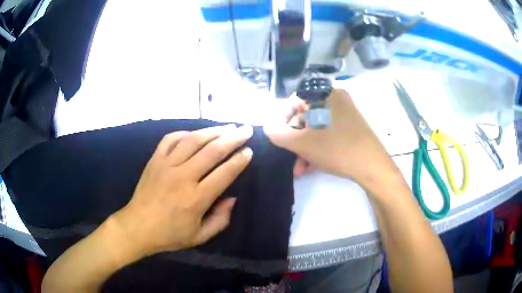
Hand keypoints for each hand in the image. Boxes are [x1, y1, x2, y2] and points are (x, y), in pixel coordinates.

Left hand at [114, 124, 252, 255]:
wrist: (137, 227)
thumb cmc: (169, 234)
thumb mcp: (200, 236)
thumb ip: (220, 220)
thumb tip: (232, 198)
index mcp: (196, 199)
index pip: (224, 173)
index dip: (239, 161)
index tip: (249, 151)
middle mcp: (183, 177)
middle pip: (212, 151)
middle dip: (233, 138)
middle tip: (246, 130)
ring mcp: (166, 165)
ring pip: (193, 140)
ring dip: (213, 131)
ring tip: (227, 126)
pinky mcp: (155, 160)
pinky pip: (171, 139)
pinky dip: (185, 133)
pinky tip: (196, 133)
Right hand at [265, 89, 398, 189]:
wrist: (373, 167)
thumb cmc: (337, 149)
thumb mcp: (302, 143)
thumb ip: (279, 133)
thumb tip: (267, 126)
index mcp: (325, 95)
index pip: (294, 100)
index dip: (282, 118)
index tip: (277, 137)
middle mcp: (335, 99)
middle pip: (305, 116)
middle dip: (294, 140)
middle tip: (288, 157)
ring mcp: (346, 112)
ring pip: (317, 127)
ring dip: (305, 148)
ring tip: (299, 169)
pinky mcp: (352, 126)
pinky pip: (328, 132)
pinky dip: (318, 147)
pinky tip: (311, 166)